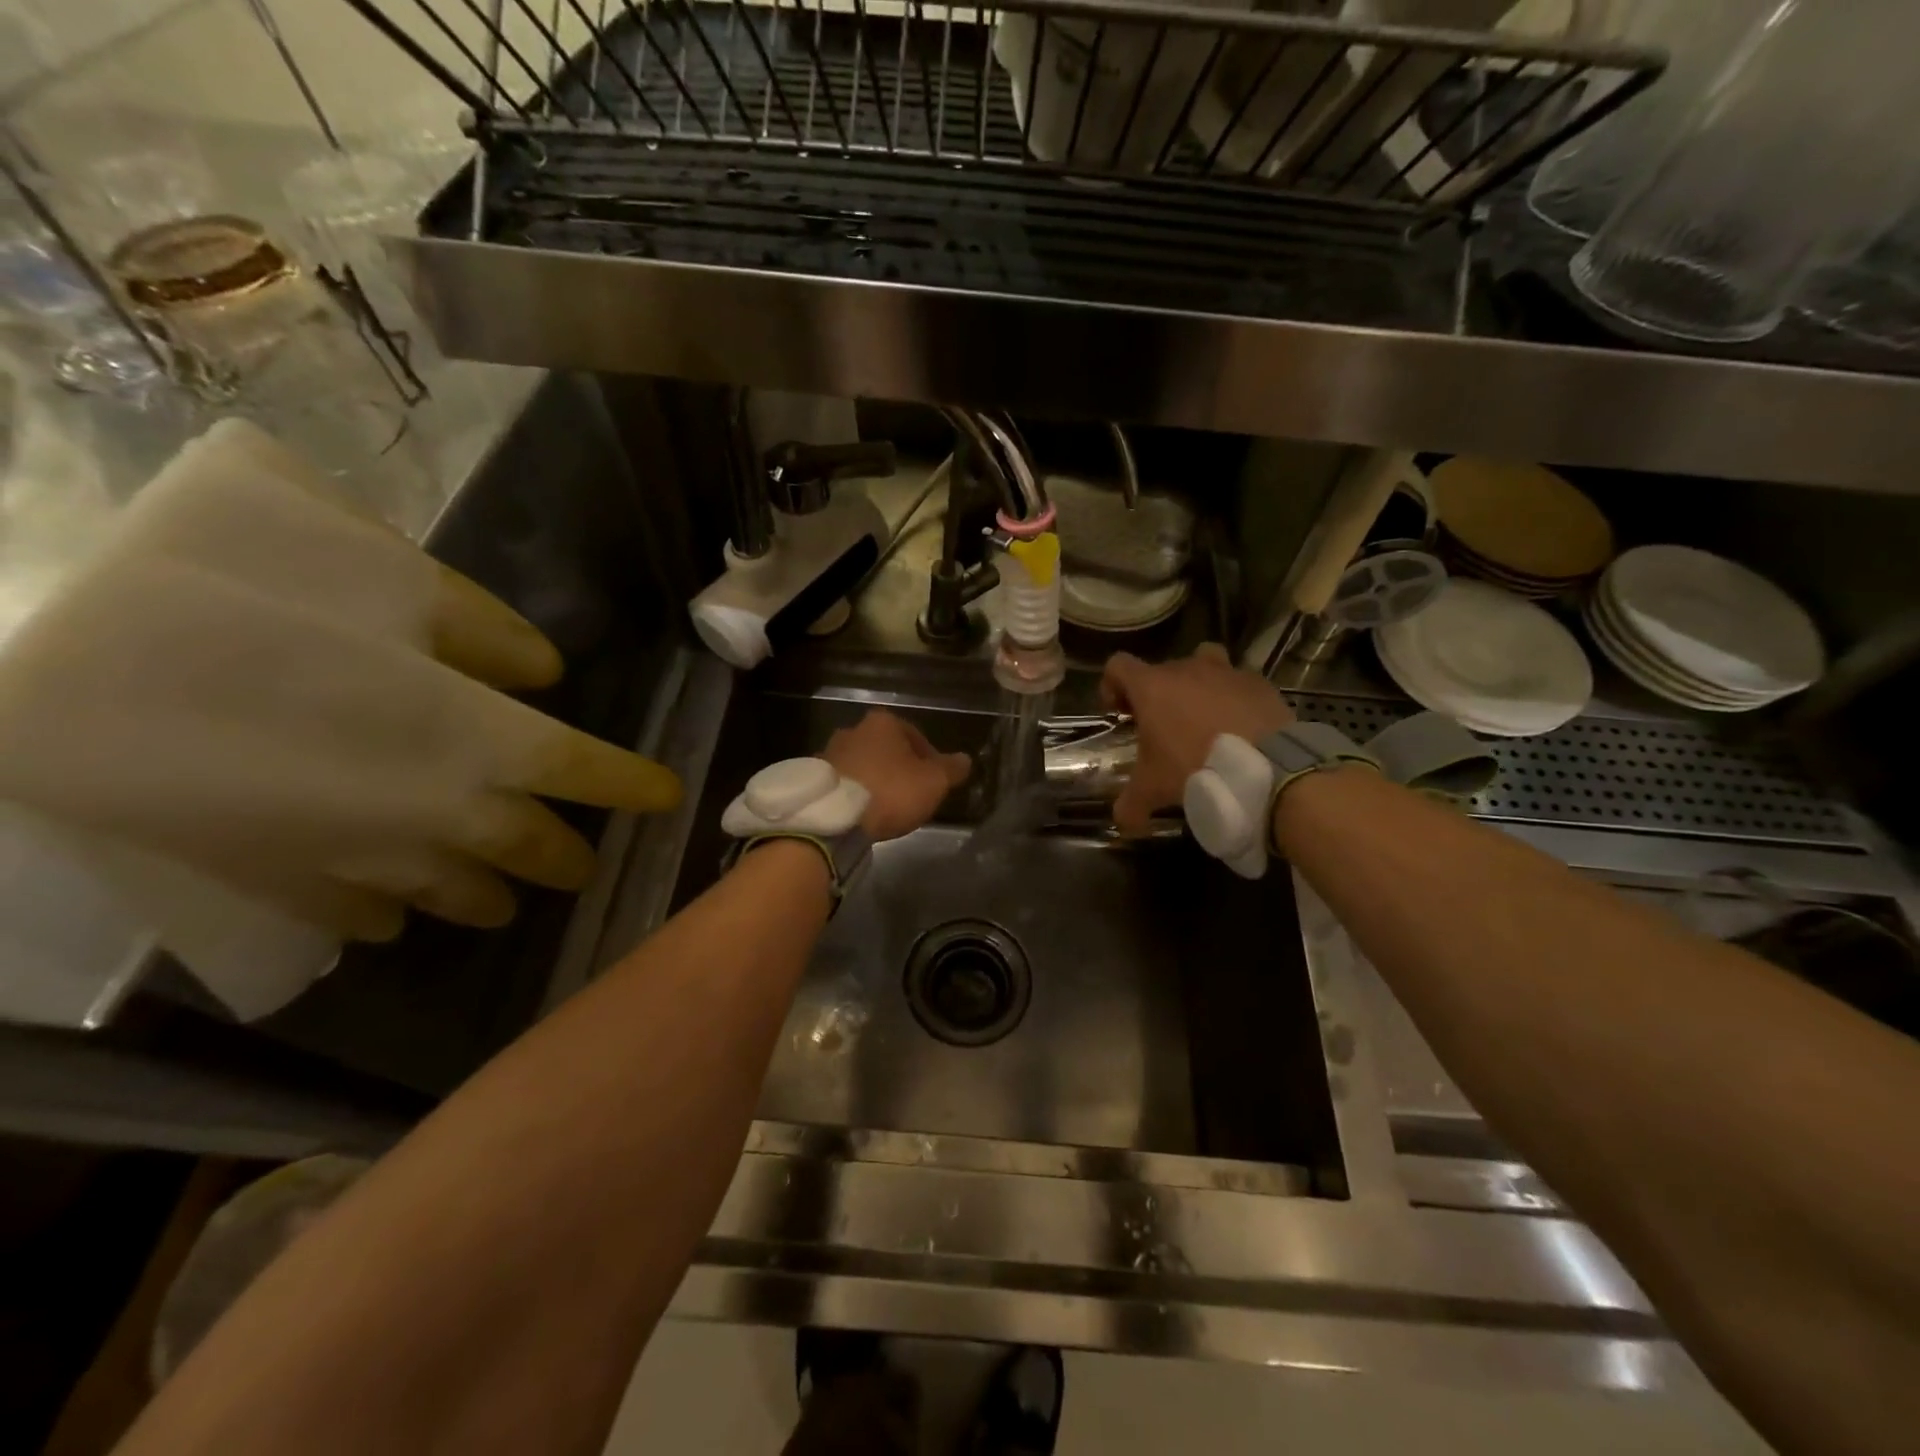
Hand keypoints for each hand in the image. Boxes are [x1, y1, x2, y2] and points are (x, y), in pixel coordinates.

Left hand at [823, 708, 972, 841]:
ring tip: (886, 807)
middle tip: (912, 794)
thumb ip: (951, 769)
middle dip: (899, 768)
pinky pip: (844, 782)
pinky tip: (862, 813)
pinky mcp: (814, 777)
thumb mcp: (934, 782)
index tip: (935, 782)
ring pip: (863, 764)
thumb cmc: (890, 791)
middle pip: (886, 749)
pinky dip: (855, 792)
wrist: (835, 818)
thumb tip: (965, 760)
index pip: (916, 736)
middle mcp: (854, 729)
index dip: (930, 759)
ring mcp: (829, 752)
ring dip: (875, 780)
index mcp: (883, 723)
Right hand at [1100, 643, 1294, 833]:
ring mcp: (1226, 672)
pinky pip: (1238, 682)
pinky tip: (1238, 726)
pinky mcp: (1258, 682)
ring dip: (1197, 684)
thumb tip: (1123, 823)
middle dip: (1157, 693)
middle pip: (1161, 669)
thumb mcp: (1153, 791)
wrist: (1266, 766)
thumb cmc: (1196, 767)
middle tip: (1161, 727)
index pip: (1117, 665)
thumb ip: (1130, 805)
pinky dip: (1233, 698)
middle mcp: (1186, 669)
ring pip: (1203, 662)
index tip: (1120, 712)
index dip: (1112, 685)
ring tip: (1202, 716)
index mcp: (1152, 687)